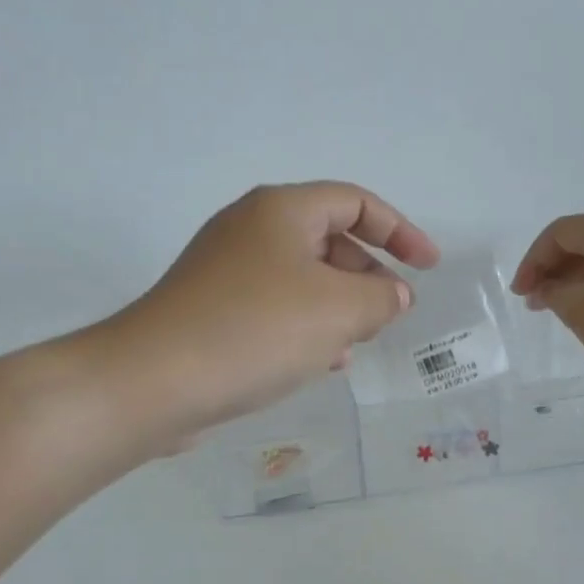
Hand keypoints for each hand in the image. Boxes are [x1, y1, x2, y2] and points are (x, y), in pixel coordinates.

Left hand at [118, 181, 440, 435]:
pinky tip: (318, 363)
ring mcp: (225, 272)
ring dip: (338, 308)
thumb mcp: (339, 310)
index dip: (400, 231)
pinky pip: (275, 309)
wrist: (154, 381)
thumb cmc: (256, 330)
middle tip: (388, 315)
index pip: (355, 202)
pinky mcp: (211, 312)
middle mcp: (250, 230)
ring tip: (356, 344)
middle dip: (367, 276)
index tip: (428, 266)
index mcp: (281, 211)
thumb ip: (382, 298)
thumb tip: (394, 295)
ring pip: (302, 280)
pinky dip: (305, 328)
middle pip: (328, 240)